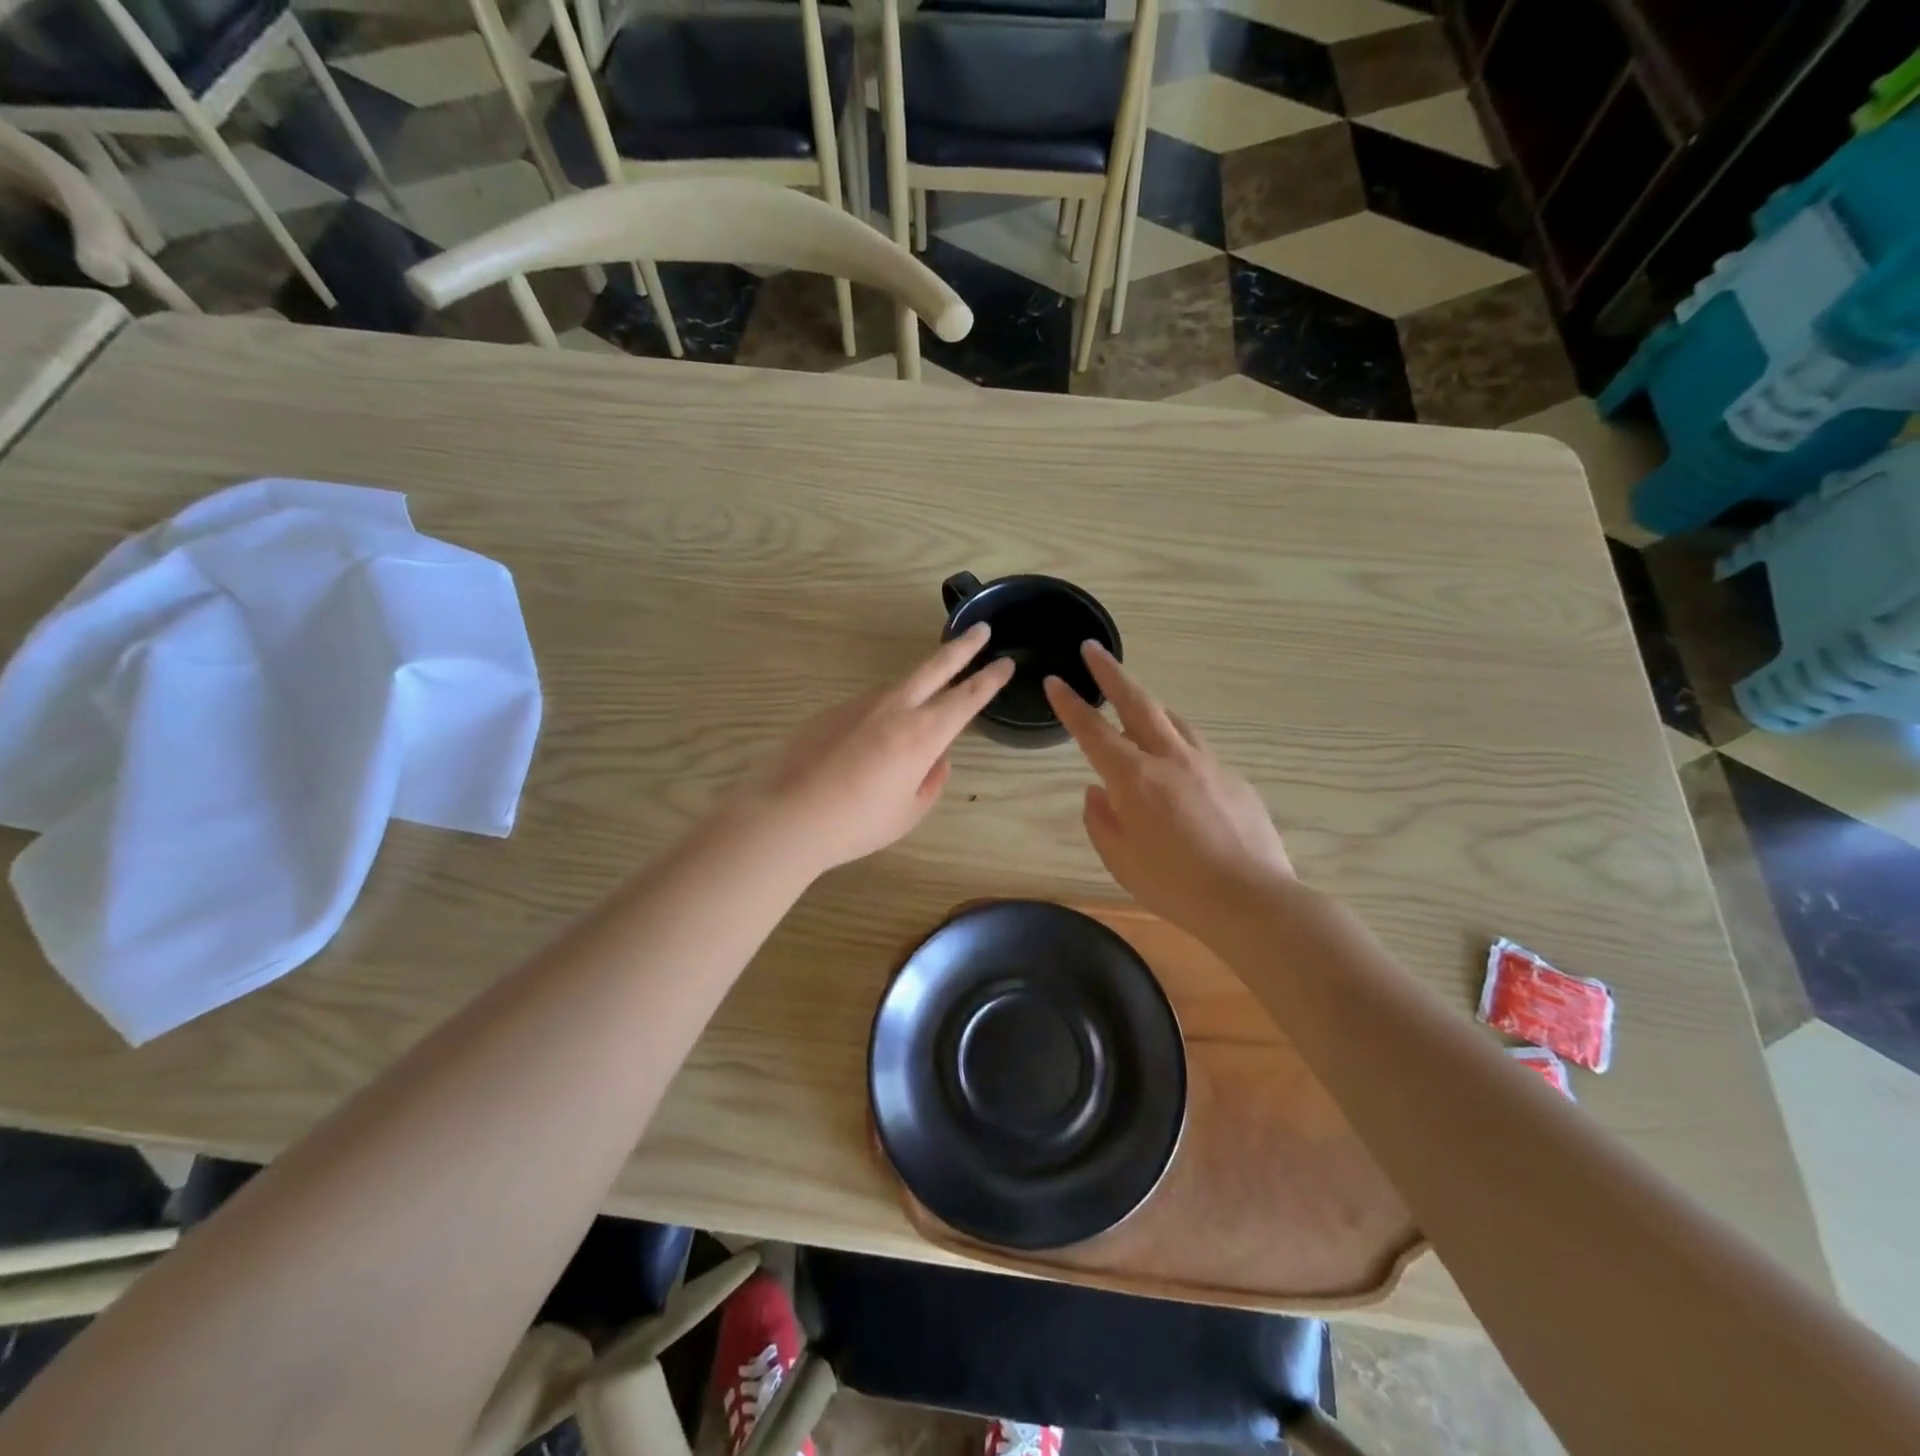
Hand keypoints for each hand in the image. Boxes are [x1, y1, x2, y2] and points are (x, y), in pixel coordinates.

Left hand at [733, 624, 1014, 874]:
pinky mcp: (832, 711)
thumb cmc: (858, 823)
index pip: (967, 698)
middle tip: (981, 630)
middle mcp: (895, 709)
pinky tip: (872, 740)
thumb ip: (931, 781)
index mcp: (923, 735)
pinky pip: (869, 707)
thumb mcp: (909, 812)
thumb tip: (936, 760)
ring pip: (900, 686)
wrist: (790, 815)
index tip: (1004, 663)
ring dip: (921, 682)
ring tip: (927, 696)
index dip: (989, 679)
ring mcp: (860, 705)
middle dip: (962, 647)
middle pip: (935, 667)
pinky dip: (883, 713)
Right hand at [1044, 644, 1294, 934]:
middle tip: (1093, 650)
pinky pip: (1199, 751)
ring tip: (1136, 704)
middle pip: (1137, 702)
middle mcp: (1170, 758)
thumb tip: (1098, 792)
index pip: (1092, 731)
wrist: (1250, 898)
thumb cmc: (1174, 885)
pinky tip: (1180, 771)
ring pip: (1174, 720)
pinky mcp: (1234, 778)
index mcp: (1133, 778)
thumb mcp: (1120, 859)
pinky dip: (1179, 747)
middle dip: (1110, 673)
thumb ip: (1101, 820)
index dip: (1070, 704)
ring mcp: (1207, 764)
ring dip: (1150, 706)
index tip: (1055, 679)